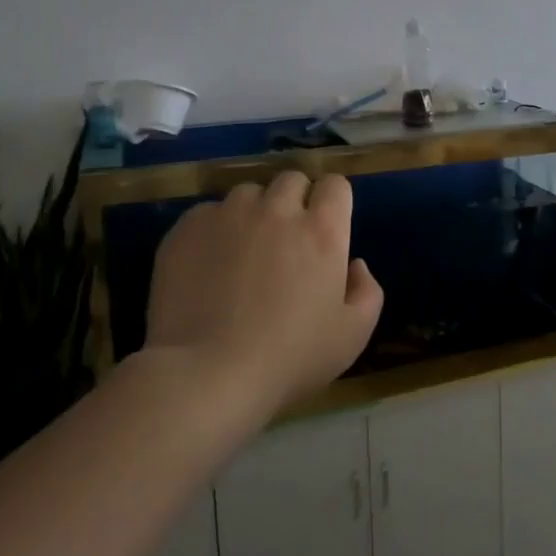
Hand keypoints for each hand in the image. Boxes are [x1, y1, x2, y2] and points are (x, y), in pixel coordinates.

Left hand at [140, 172, 383, 416]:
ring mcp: (229, 215)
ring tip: (243, 251)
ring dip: (254, 212)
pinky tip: (209, 265)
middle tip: (287, 241)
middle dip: (294, 201)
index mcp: (323, 231)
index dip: (332, 202)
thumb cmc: (289, 359)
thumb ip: (367, 292)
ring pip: (248, 193)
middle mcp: (278, 210)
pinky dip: (215, 229)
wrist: (206, 375)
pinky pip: (208, 213)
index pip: (335, 184)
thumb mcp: (352, 336)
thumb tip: (355, 264)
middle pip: (292, 180)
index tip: (326, 228)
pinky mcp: (188, 229)